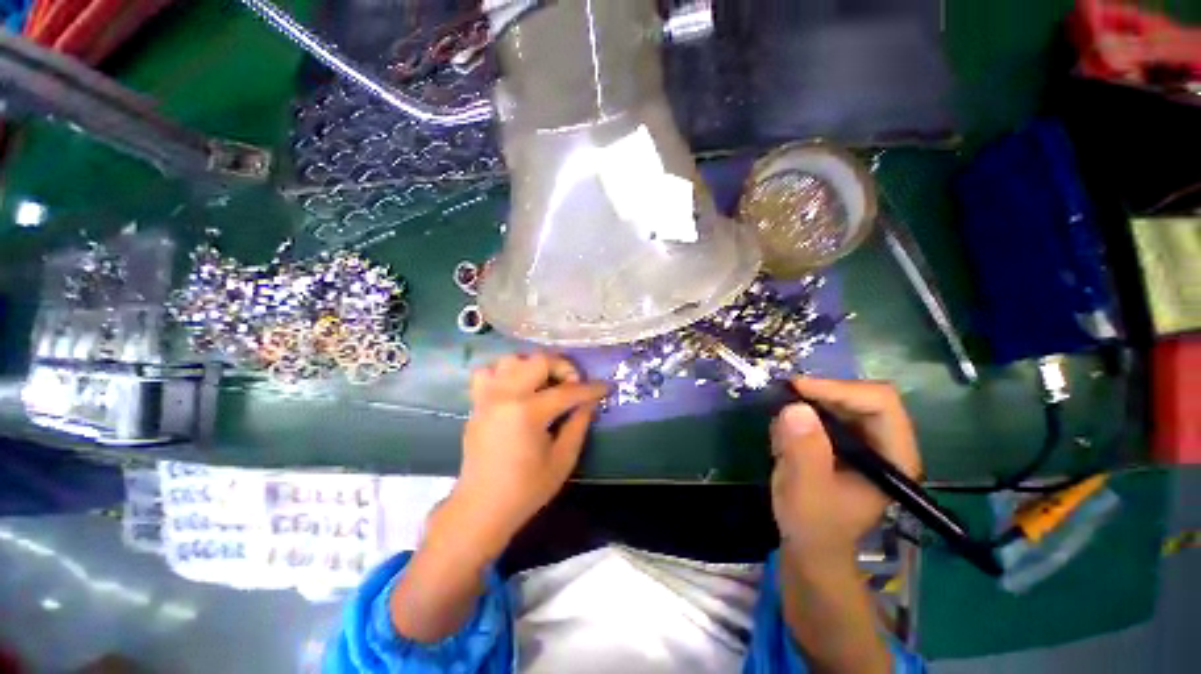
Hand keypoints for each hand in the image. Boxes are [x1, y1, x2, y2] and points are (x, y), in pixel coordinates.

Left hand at [452, 352, 607, 553]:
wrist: (481, 508)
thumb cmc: (526, 489)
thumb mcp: (563, 459)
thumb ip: (578, 424)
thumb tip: (589, 402)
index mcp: (528, 412)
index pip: (567, 391)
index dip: (590, 389)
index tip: (606, 387)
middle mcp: (505, 395)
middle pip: (538, 361)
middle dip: (562, 367)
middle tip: (574, 384)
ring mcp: (487, 397)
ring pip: (511, 360)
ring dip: (533, 366)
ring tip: (545, 383)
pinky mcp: (476, 404)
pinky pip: (487, 373)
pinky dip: (505, 373)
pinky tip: (517, 388)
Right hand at [770, 378, 921, 565]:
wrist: (809, 545)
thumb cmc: (814, 525)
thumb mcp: (806, 491)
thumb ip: (804, 452)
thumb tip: (795, 407)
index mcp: (894, 457)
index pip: (881, 403)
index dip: (840, 389)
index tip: (797, 389)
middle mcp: (884, 443)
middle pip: (860, 396)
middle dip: (819, 395)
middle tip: (782, 398)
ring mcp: (863, 441)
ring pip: (838, 401)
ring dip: (806, 407)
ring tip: (782, 433)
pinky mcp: (842, 441)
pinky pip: (821, 412)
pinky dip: (799, 417)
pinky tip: (784, 442)